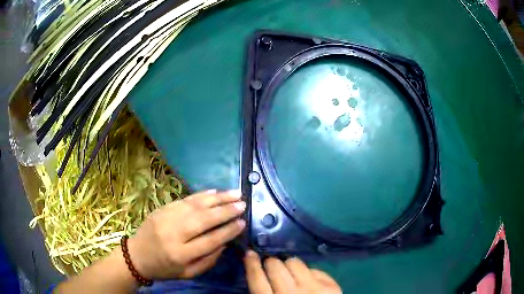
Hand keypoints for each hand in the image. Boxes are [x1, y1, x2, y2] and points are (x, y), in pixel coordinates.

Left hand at [128, 190, 245, 279]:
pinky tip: (214, 192)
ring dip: (217, 198)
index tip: (242, 222)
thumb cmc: (164, 268)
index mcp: (180, 254)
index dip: (228, 231)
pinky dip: (201, 195)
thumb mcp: (188, 273)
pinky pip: (184, 199)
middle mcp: (173, 234)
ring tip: (234, 193)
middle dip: (225, 210)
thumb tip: (225, 242)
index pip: (210, 240)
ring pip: (195, 205)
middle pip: (204, 219)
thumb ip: (208, 260)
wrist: (136, 256)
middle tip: (242, 204)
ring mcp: (166, 218)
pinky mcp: (161, 208)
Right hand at [244, 250, 340, 293]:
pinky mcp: (329, 286)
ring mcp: (312, 289)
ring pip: (294, 262)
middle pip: (275, 266)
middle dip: (271, 262)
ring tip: (291, 272)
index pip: (257, 278)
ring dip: (289, 265)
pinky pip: (313, 268)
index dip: (252, 263)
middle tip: (272, 266)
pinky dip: (307, 273)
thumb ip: (263, 292)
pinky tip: (308, 281)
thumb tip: (259, 273)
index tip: (250, 253)